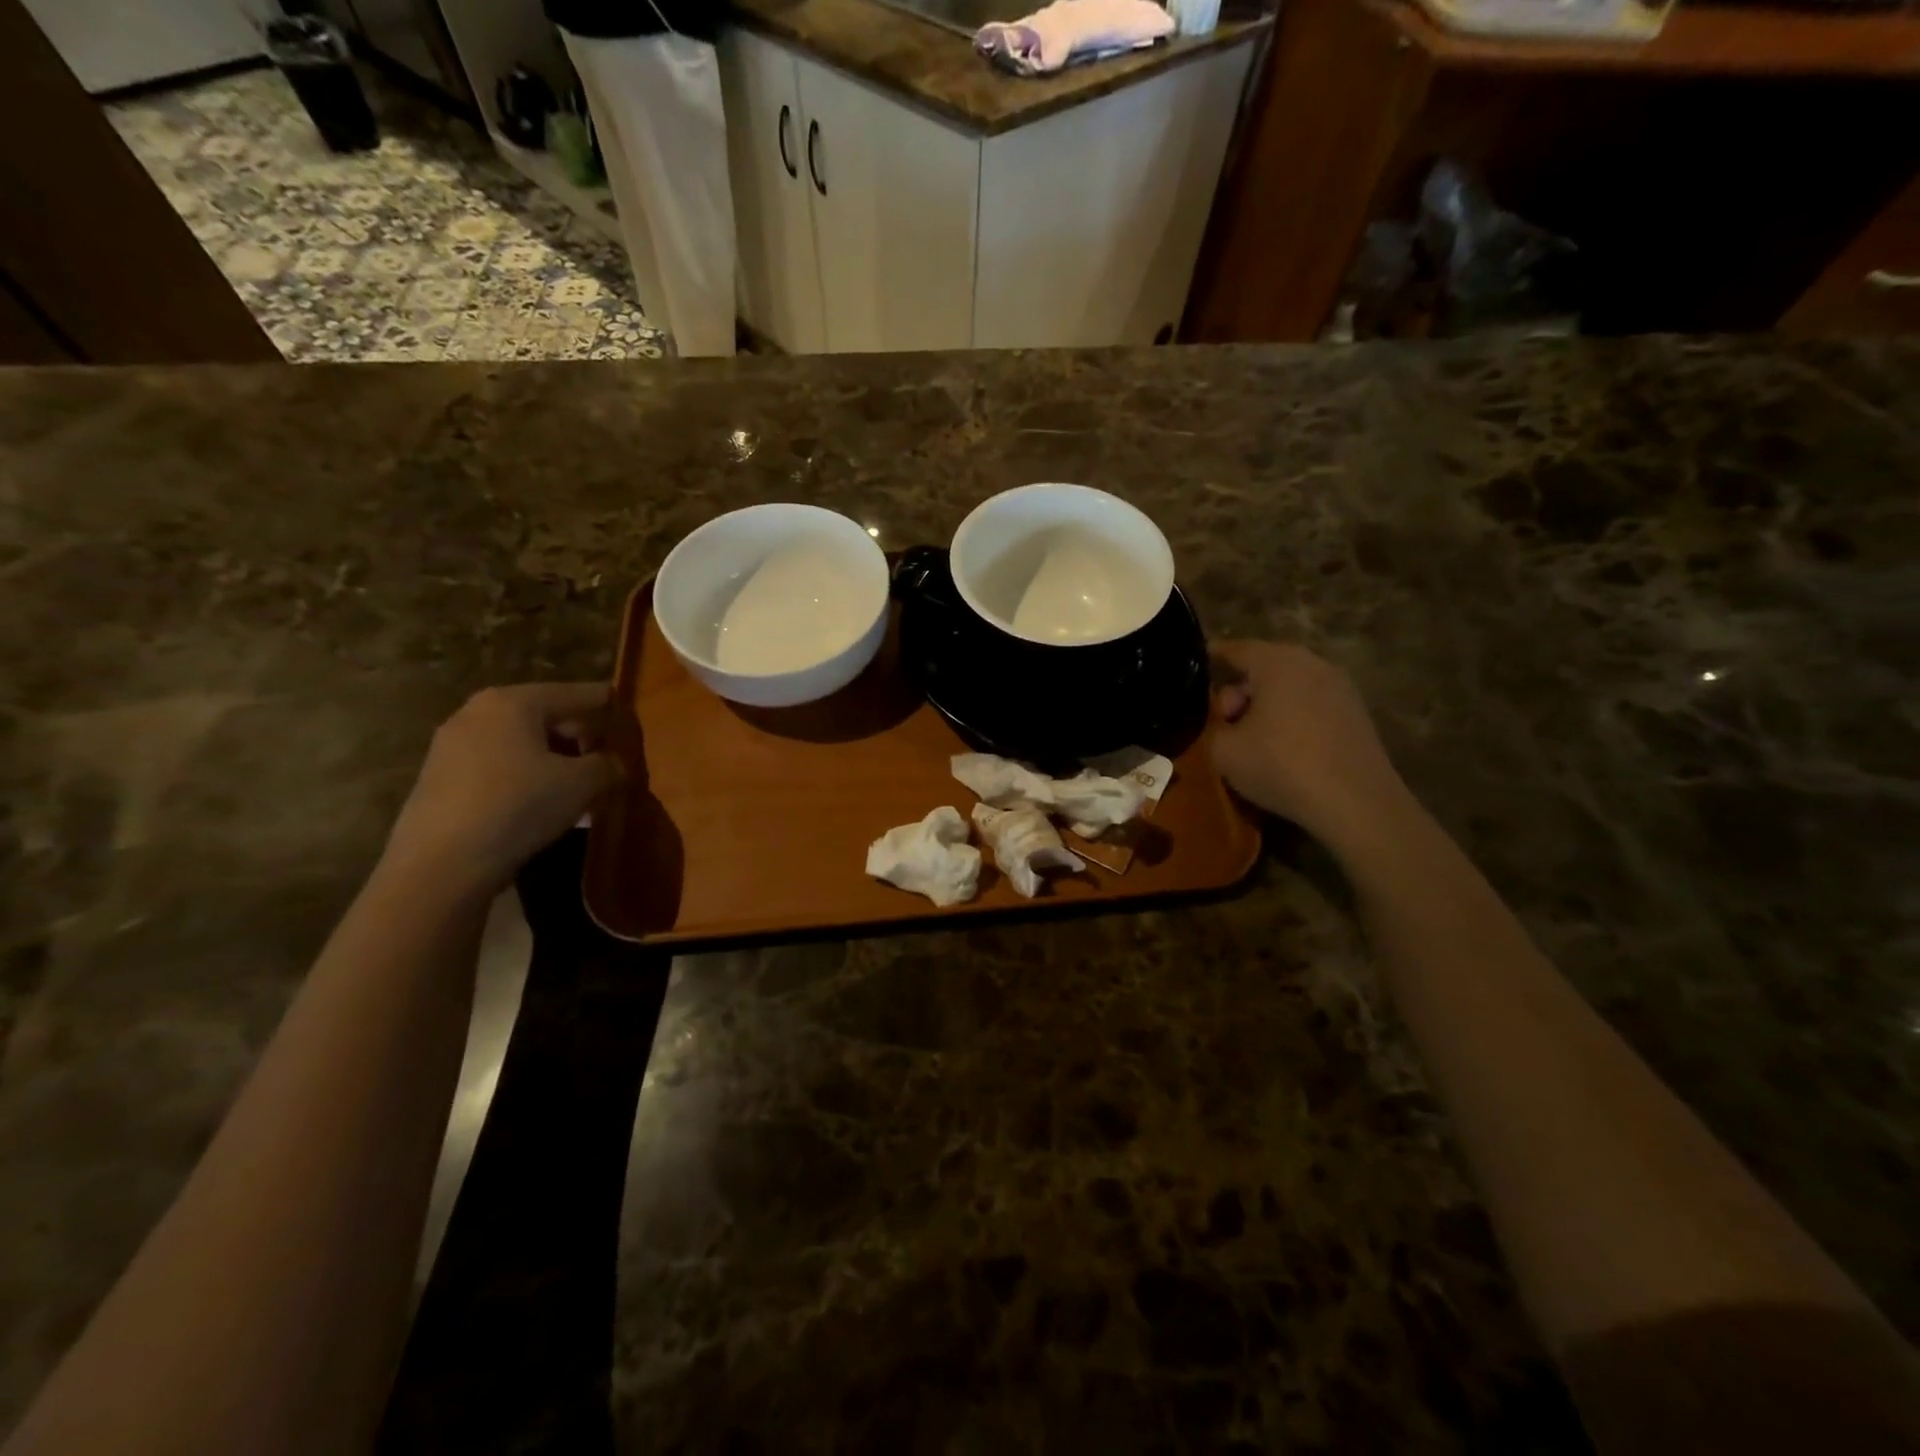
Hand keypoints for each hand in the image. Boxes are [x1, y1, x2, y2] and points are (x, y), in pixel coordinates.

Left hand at [380, 682, 623, 898]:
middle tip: (609, 759)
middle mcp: (478, 710)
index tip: (633, 721)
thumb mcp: (583, 783)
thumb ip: (609, 765)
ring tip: (579, 785)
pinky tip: (542, 801)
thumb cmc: (519, 806)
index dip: (611, 706)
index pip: (578, 693)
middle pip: (547, 714)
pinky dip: (526, 773)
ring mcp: (452, 743)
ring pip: (521, 741)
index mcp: (514, 701)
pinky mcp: (439, 776)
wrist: (441, 864)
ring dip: (554, 757)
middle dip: (581, 735)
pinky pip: (498, 763)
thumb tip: (615, 763)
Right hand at [1209, 641, 1411, 853]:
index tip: (1195, 667)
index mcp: (1278, 661)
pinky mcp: (1357, 715)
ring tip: (1250, 738)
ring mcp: (1341, 688)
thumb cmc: (1281, 765)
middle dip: (1239, 690)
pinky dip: (1291, 718)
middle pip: (1265, 667)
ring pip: (1290, 686)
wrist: (1355, 803)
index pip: (1236, 649)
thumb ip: (1212, 729)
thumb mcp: (1223, 751)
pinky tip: (1281, 748)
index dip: (1212, 657)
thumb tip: (1220, 724)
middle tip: (1222, 720)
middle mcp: (1312, 664)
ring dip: (1267, 706)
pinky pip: (1311, 705)